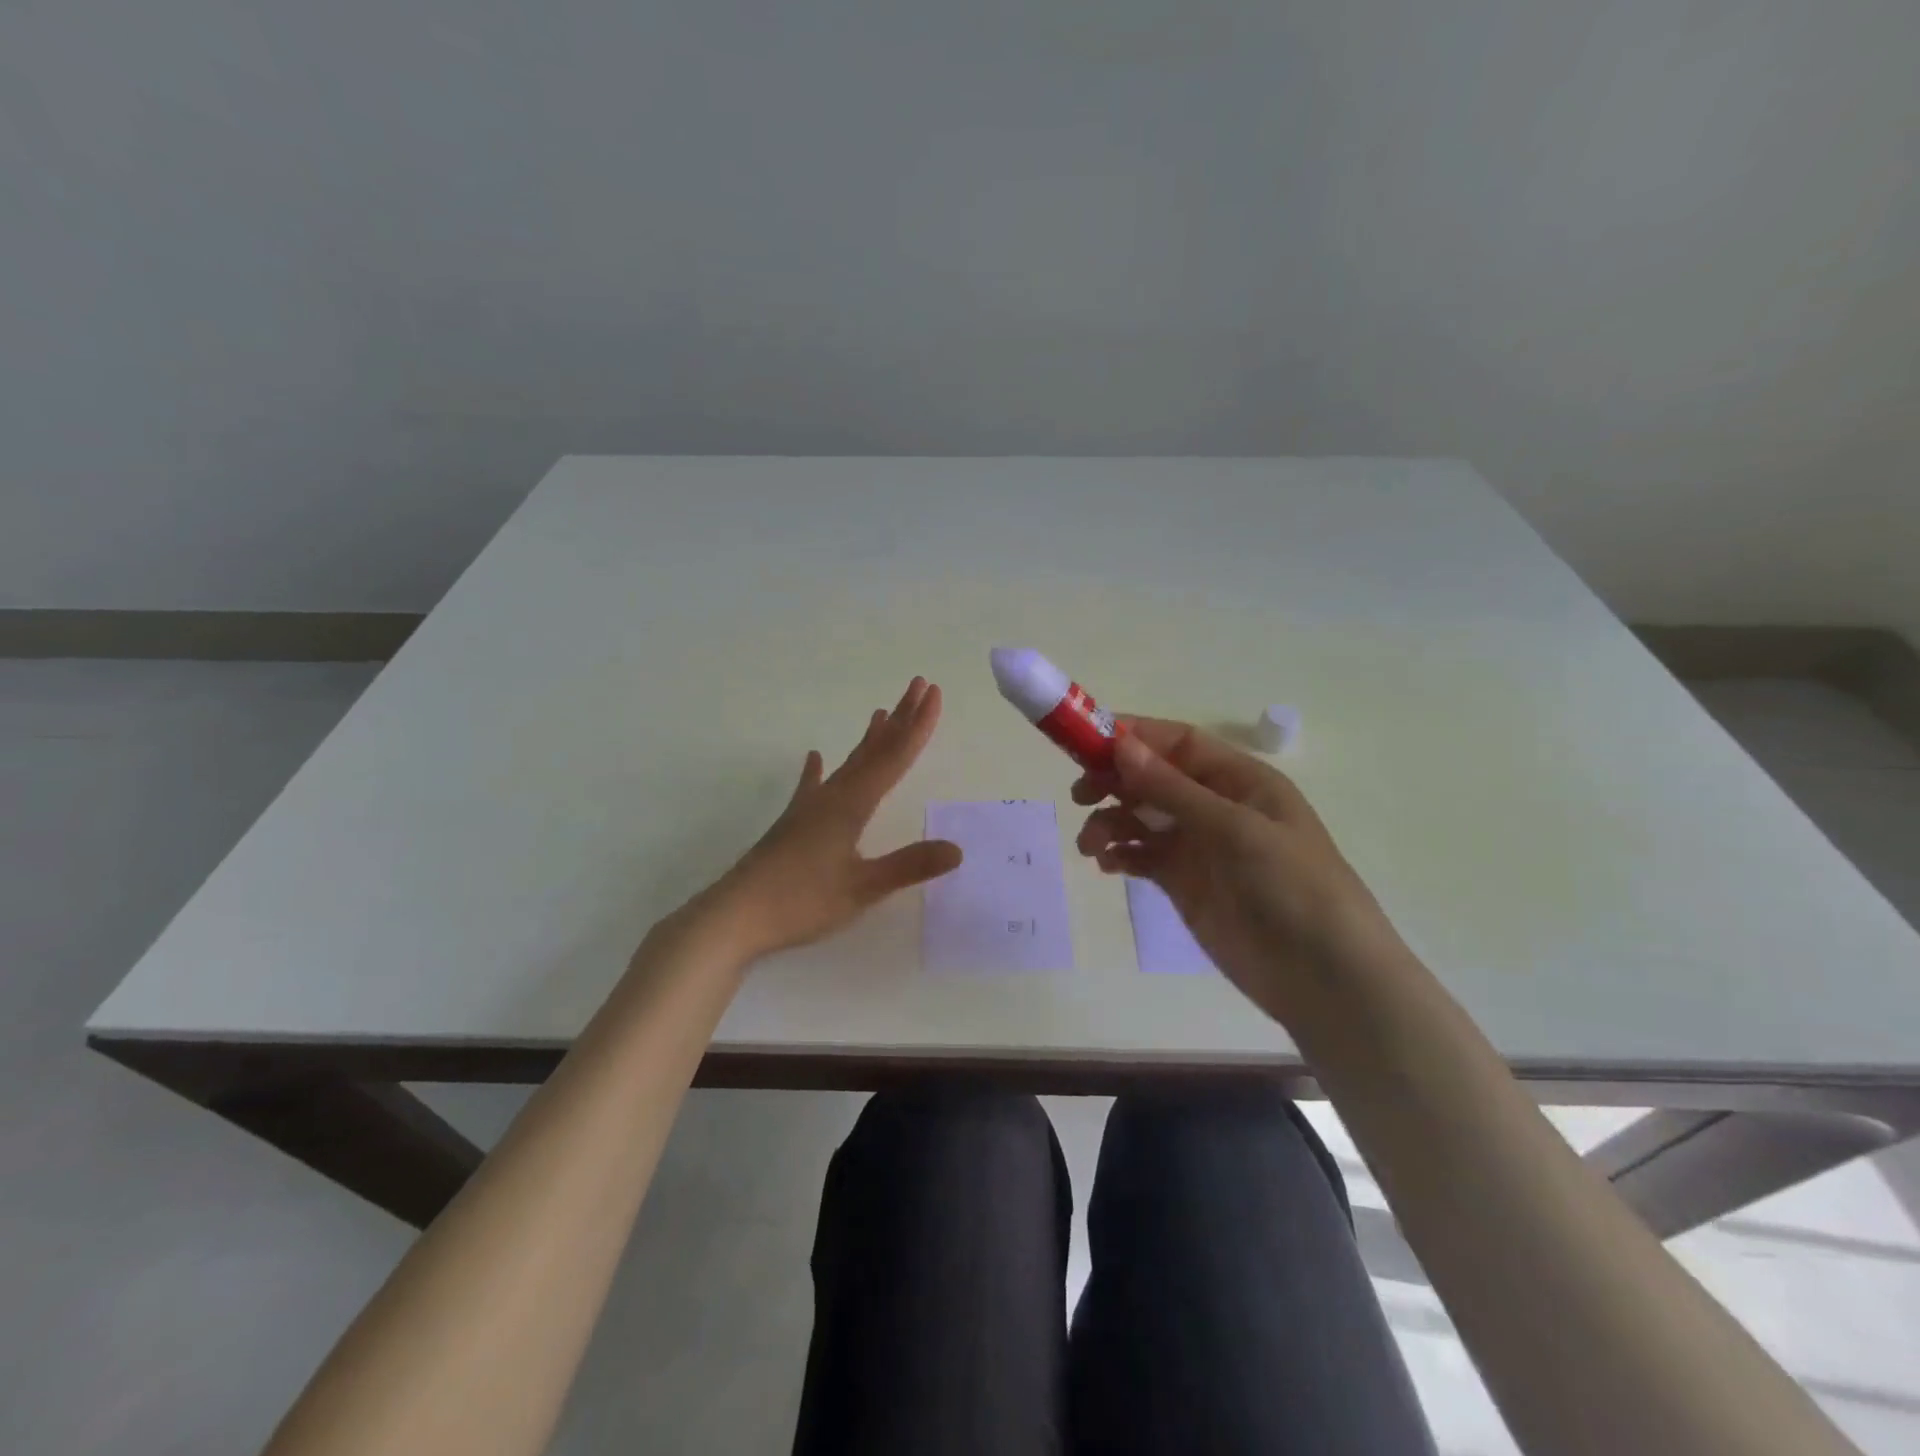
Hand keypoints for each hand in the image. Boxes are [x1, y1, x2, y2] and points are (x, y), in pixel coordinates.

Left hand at [709, 676, 962, 958]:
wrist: (735, 915)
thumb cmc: (801, 902)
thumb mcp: (862, 888)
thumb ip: (909, 865)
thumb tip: (957, 849)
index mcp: (852, 805)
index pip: (894, 758)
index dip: (918, 726)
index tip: (934, 693)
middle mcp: (832, 797)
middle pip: (873, 750)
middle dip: (900, 719)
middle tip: (918, 685)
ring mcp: (808, 808)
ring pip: (847, 763)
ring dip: (869, 738)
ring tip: (880, 713)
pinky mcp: (792, 824)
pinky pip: (812, 786)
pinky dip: (816, 769)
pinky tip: (814, 756)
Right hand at [1072, 719, 1407, 1026]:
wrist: (1323, 977)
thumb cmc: (1291, 886)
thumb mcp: (1234, 829)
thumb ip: (1172, 789)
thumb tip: (1119, 743)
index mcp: (1239, 780)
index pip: (1177, 743)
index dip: (1132, 737)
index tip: (1085, 743)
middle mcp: (1216, 806)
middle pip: (1152, 778)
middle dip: (1113, 781)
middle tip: (1079, 795)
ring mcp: (1199, 846)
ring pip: (1140, 818)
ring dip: (1110, 823)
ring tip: (1091, 846)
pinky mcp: (1185, 883)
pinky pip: (1142, 856)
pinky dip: (1120, 855)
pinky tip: (1108, 865)